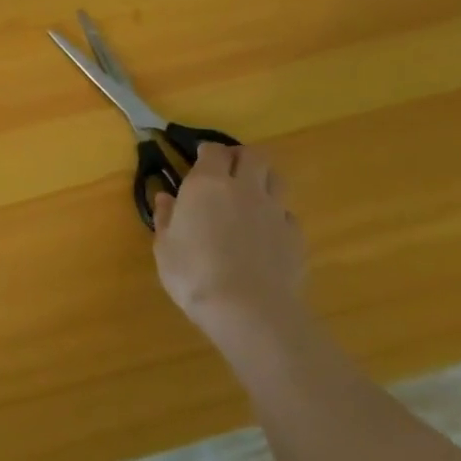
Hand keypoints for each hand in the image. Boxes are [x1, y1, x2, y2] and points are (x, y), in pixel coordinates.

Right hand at [151, 143, 306, 345]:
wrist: (248, 309)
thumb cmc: (193, 273)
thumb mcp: (165, 245)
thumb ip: (167, 217)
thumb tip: (166, 198)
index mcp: (207, 184)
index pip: (214, 151)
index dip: (207, 151)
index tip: (198, 158)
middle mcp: (244, 189)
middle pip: (253, 156)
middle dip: (240, 157)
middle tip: (227, 169)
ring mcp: (274, 211)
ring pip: (276, 179)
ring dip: (263, 179)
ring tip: (249, 195)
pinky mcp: (295, 236)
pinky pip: (286, 213)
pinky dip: (275, 215)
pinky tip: (264, 233)